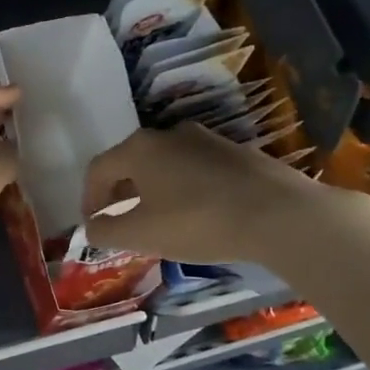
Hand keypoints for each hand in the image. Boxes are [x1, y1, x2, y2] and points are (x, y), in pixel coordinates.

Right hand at [82, 123, 369, 268]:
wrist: (280, 214)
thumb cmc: (199, 221)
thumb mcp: (143, 234)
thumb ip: (107, 232)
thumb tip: (91, 227)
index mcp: (139, 148)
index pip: (99, 169)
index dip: (89, 198)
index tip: (93, 224)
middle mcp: (168, 134)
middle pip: (132, 162)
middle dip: (120, 193)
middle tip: (121, 222)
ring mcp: (205, 139)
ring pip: (165, 164)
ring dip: (152, 190)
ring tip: (158, 220)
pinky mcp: (235, 152)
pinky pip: (194, 169)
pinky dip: (183, 189)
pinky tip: (196, 214)